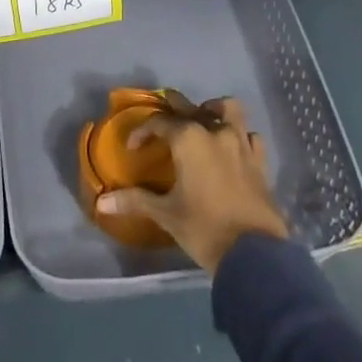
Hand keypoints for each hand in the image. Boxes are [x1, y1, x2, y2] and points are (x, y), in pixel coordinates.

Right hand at [96, 97, 288, 271]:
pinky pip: (250, 136)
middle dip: (174, 107)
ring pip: (229, 110)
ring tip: (204, 120)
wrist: (253, 254)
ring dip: (214, 110)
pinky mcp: (260, 161)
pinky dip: (241, 135)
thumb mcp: (166, 214)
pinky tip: (232, 148)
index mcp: (189, 139)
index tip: (133, 147)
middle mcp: (215, 132)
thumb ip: (135, 201)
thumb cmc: (204, 229)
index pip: (159, 122)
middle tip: (163, 118)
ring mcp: (241, 144)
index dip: (143, 132)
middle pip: (191, 106)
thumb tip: (101, 202)